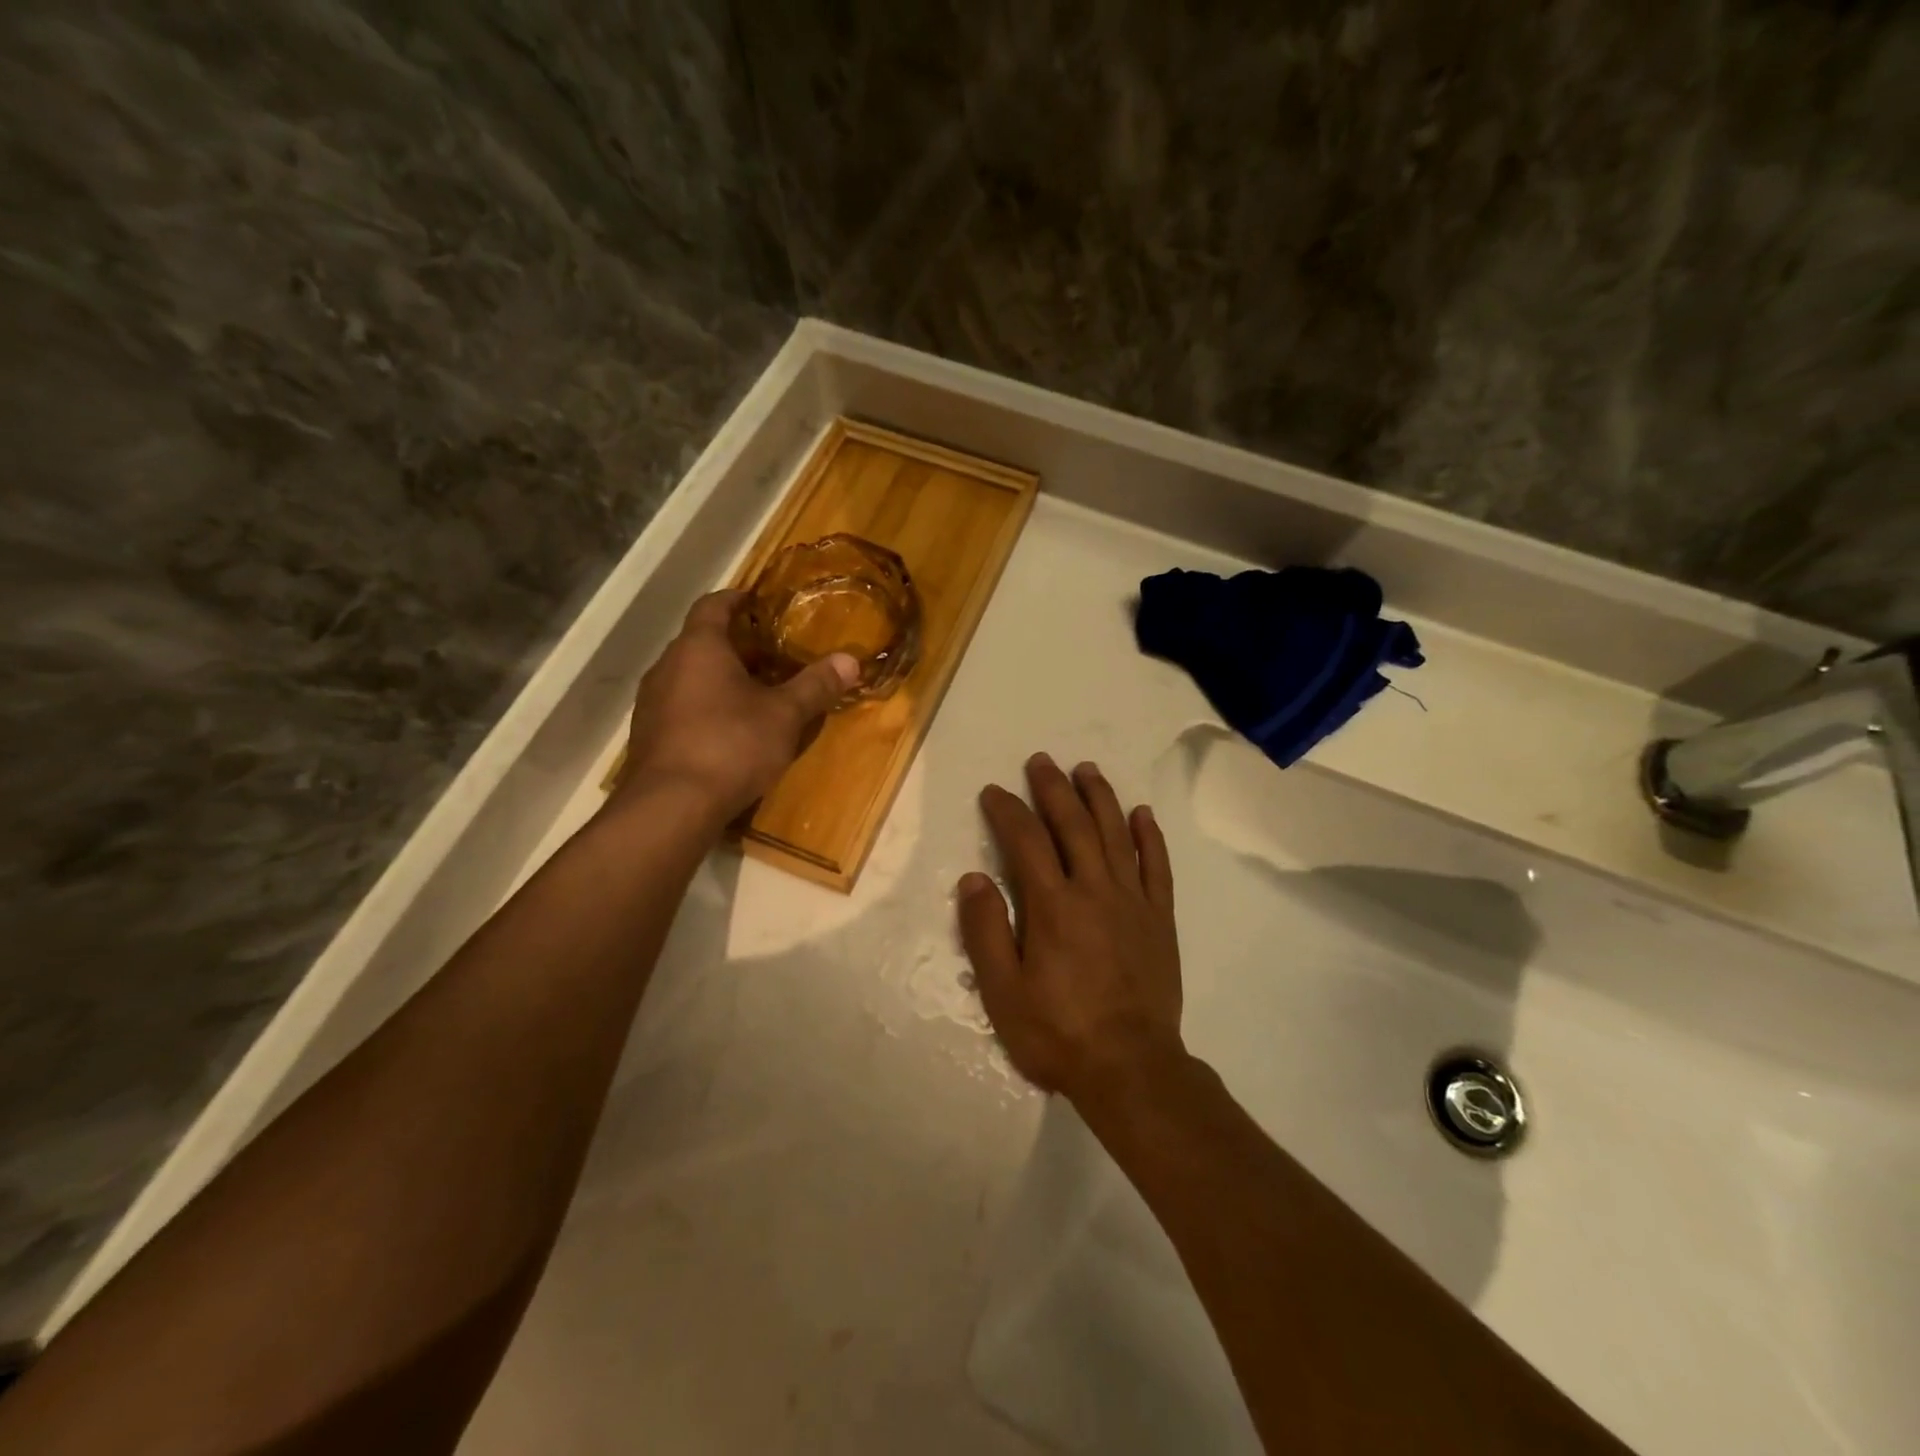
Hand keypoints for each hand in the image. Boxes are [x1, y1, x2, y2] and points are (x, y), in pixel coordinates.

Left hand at [614, 591, 857, 821]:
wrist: (671, 806)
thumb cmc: (731, 745)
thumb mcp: (784, 715)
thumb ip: (815, 685)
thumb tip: (850, 660)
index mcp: (699, 648)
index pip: (713, 605)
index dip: (736, 599)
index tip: (757, 601)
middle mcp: (667, 666)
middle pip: (700, 641)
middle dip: (733, 644)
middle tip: (769, 653)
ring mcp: (651, 702)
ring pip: (688, 676)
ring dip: (716, 677)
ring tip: (751, 692)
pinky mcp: (647, 735)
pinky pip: (679, 706)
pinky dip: (703, 706)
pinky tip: (726, 729)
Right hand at [957, 753, 1183, 1100]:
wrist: (1131, 1068)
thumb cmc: (1058, 1033)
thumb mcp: (1003, 991)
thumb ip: (986, 931)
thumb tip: (973, 879)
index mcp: (1052, 905)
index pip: (1025, 841)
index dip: (1007, 811)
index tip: (993, 792)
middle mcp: (1094, 890)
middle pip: (1072, 825)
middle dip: (1053, 788)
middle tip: (1041, 761)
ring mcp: (1132, 901)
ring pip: (1115, 834)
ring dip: (1100, 797)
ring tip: (1086, 769)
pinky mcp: (1159, 918)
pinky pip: (1156, 866)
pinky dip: (1149, 836)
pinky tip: (1141, 814)